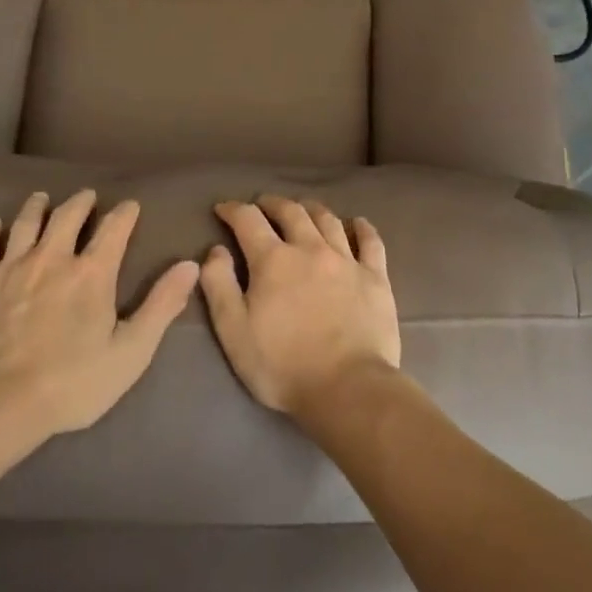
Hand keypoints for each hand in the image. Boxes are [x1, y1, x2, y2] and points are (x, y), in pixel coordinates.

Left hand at [0, 190, 199, 435]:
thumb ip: (161, 305)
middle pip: (67, 216)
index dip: (124, 213)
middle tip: (87, 196)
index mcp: (92, 273)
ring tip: (43, 198)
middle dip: (81, 202)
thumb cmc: (73, 383)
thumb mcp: (131, 351)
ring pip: (26, 222)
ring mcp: (11, 267)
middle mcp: (52, 258)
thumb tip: (190, 265)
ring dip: (38, 206)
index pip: (114, 229)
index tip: (130, 205)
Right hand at [199, 196, 400, 415]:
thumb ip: (219, 286)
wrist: (348, 387)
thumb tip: (216, 251)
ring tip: (303, 209)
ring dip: (311, 209)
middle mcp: (310, 249)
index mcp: (273, 260)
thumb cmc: (282, 364)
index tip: (223, 209)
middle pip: (291, 212)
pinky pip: (371, 242)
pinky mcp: (375, 278)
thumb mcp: (233, 331)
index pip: (248, 220)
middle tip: (263, 205)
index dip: (233, 210)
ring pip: (328, 220)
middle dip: (273, 204)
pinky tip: (358, 223)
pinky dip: (362, 228)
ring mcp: (347, 261)